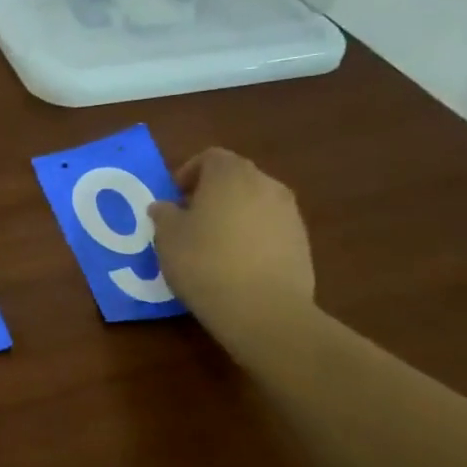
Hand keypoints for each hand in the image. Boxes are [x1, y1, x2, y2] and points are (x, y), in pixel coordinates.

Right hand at [149, 148, 314, 336]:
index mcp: (230, 175)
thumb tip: (165, 207)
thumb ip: (164, 214)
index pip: (210, 157)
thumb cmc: (205, 262)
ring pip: (255, 202)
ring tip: (214, 244)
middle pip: (236, 177)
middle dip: (212, 192)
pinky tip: (237, 264)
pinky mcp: (302, 243)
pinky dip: (253, 236)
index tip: (174, 198)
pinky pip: (270, 228)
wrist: (263, 309)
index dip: (189, 173)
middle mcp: (265, 185)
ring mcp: (289, 214)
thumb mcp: (167, 237)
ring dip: (234, 214)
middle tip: (190, 219)